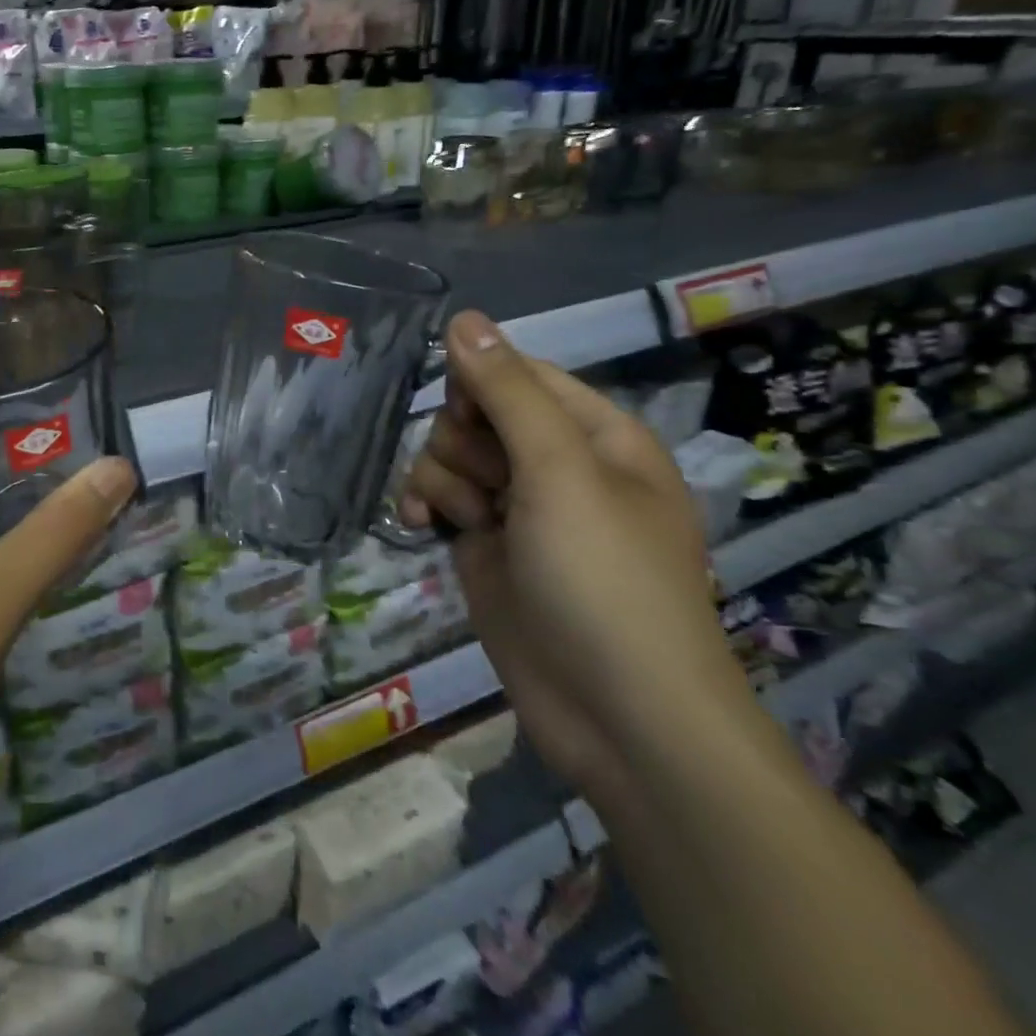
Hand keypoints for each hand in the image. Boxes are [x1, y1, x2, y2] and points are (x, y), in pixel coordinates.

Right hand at [402, 311, 752, 803]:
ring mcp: (518, 507)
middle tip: (488, 486)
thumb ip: (507, 392)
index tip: (470, 421)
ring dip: (443, 478)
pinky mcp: (485, 545)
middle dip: (465, 443)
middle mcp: (556, 464)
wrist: (618, 718)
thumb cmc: (604, 581)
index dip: (482, 387)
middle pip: (477, 412)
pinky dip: (425, 505)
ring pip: (450, 454)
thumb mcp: (559, 473)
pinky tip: (418, 524)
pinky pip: (438, 497)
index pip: (520, 374)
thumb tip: (463, 317)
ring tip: (467, 520)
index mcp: (596, 434)